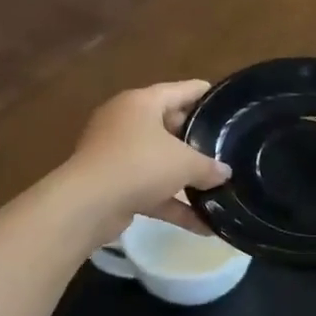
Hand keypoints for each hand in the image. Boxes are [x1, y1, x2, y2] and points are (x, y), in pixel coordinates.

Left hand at [65, 81, 229, 240]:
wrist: (88, 204)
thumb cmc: (139, 165)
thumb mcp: (184, 163)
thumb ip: (208, 166)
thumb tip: (224, 172)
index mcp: (141, 103)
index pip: (181, 90)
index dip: (206, 94)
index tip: (227, 102)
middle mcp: (126, 122)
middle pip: (169, 125)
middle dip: (197, 140)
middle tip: (226, 146)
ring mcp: (117, 154)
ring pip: (159, 160)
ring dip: (186, 177)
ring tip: (219, 186)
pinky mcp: (114, 184)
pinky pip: (150, 189)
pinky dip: (173, 204)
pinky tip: (203, 225)